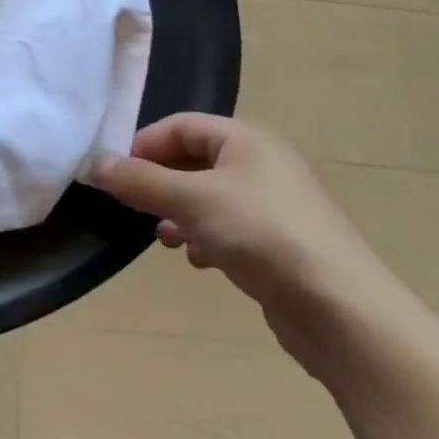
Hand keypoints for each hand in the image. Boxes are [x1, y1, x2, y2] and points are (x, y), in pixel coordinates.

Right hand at [91, 114, 399, 368]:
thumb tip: (94, 163)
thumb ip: (139, 181)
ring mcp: (276, 205)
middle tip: (133, 206)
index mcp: (246, 139)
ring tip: (163, 237)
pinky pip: (230, 227)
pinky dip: (206, 237)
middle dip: (159, 182)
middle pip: (193, 160)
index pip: (179, 125)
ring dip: (179, 212)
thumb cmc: (262, 235)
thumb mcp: (190, 201)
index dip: (144, 144)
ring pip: (209, 196)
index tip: (117, 174)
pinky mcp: (283, 244)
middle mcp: (263, 163)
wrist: (344, 313)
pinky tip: (197, 260)